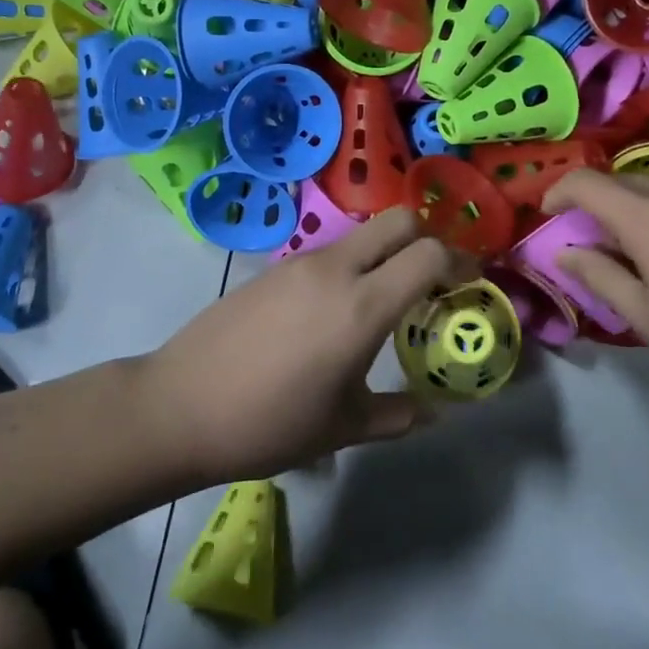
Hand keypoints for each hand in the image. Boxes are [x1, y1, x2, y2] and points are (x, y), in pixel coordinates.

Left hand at [142, 207, 473, 482]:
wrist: (178, 407)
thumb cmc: (268, 424)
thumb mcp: (341, 428)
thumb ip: (396, 415)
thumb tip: (433, 412)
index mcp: (361, 306)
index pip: (429, 254)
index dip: (460, 261)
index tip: (470, 283)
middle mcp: (335, 269)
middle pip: (398, 220)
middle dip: (426, 239)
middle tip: (430, 281)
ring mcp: (299, 263)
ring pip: (361, 235)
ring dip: (384, 255)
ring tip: (381, 302)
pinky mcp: (272, 268)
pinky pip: (328, 253)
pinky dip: (350, 267)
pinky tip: (332, 313)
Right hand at [541, 170, 648, 394]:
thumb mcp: (647, 316)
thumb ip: (599, 275)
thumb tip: (566, 251)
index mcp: (647, 216)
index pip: (586, 182)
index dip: (559, 192)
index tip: (549, 214)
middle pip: (621, 183)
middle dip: (596, 205)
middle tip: (593, 245)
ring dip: (635, 210)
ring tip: (641, 254)